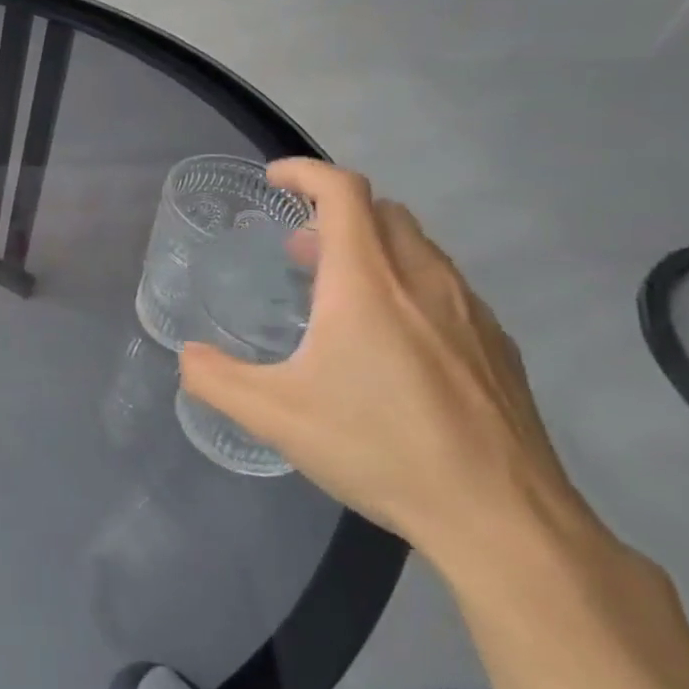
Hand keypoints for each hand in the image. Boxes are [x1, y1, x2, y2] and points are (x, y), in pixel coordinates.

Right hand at [179, 160, 584, 573]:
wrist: (501, 517)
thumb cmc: (380, 449)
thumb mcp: (274, 417)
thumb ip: (216, 379)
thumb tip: (187, 357)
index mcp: (367, 283)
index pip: (342, 192)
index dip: (305, 171)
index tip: (275, 180)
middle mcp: (423, 281)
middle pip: (383, 211)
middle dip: (335, 213)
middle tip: (299, 251)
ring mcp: (470, 312)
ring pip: (419, 248)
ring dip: (373, 248)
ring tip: (340, 294)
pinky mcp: (498, 347)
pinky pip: (447, 287)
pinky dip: (408, 285)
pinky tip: (395, 342)